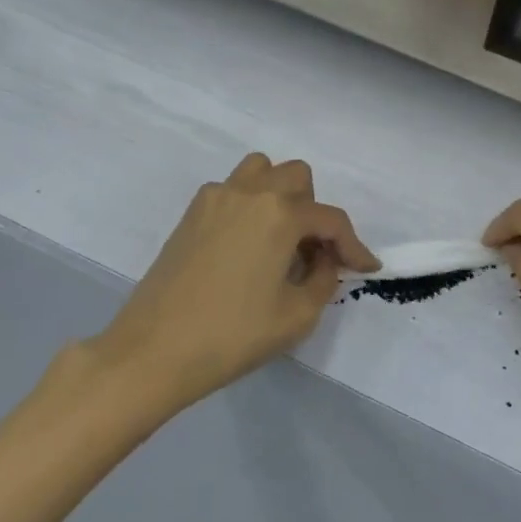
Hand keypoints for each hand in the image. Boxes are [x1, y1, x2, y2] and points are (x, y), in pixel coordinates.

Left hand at [87, 153, 377, 412]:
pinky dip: (250, 205)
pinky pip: (232, 190)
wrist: (154, 350)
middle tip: (314, 253)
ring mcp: (215, 198)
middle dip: (315, 211)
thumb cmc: (233, 335)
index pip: (331, 220)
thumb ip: (324, 278)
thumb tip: (324, 259)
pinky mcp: (191, 213)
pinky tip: (247, 245)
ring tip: (280, 238)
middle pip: (297, 177)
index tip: (366, 268)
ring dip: (280, 195)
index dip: (354, 245)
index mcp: (280, 214)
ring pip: (261, 171)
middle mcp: (250, 192)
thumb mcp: (297, 315)